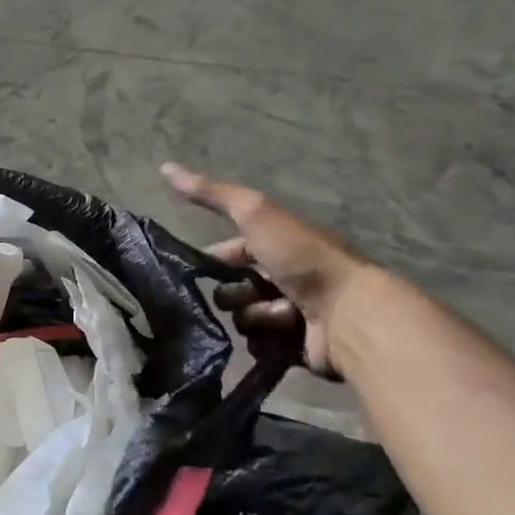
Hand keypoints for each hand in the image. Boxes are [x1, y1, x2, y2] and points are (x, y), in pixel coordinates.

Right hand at [162, 163, 371, 377]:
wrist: (350, 313)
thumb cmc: (304, 259)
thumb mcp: (256, 215)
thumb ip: (212, 194)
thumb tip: (165, 167)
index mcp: (276, 245)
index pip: (227, 253)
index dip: (213, 260)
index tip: (201, 270)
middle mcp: (283, 277)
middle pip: (231, 290)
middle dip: (235, 294)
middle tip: (250, 294)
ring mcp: (291, 314)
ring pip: (243, 320)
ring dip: (256, 317)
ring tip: (281, 316)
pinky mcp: (294, 347)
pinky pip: (259, 347)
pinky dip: (268, 342)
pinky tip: (285, 336)